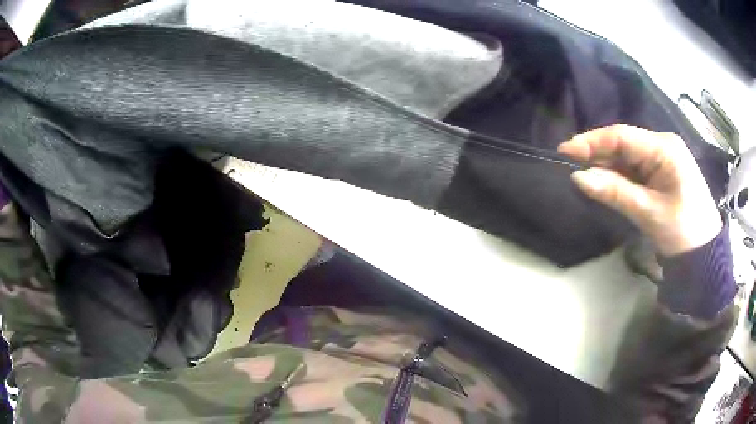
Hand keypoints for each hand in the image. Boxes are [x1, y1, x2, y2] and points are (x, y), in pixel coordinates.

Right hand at [558, 125, 721, 256]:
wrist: (704, 254)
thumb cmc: (683, 232)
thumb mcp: (649, 213)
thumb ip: (615, 192)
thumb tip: (578, 177)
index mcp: (664, 148)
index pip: (622, 136)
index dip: (592, 141)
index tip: (565, 151)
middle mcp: (662, 146)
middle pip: (624, 144)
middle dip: (598, 155)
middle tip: (572, 168)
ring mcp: (663, 159)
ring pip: (628, 157)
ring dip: (607, 168)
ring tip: (585, 178)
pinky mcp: (662, 173)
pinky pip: (635, 169)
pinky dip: (619, 178)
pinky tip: (607, 184)